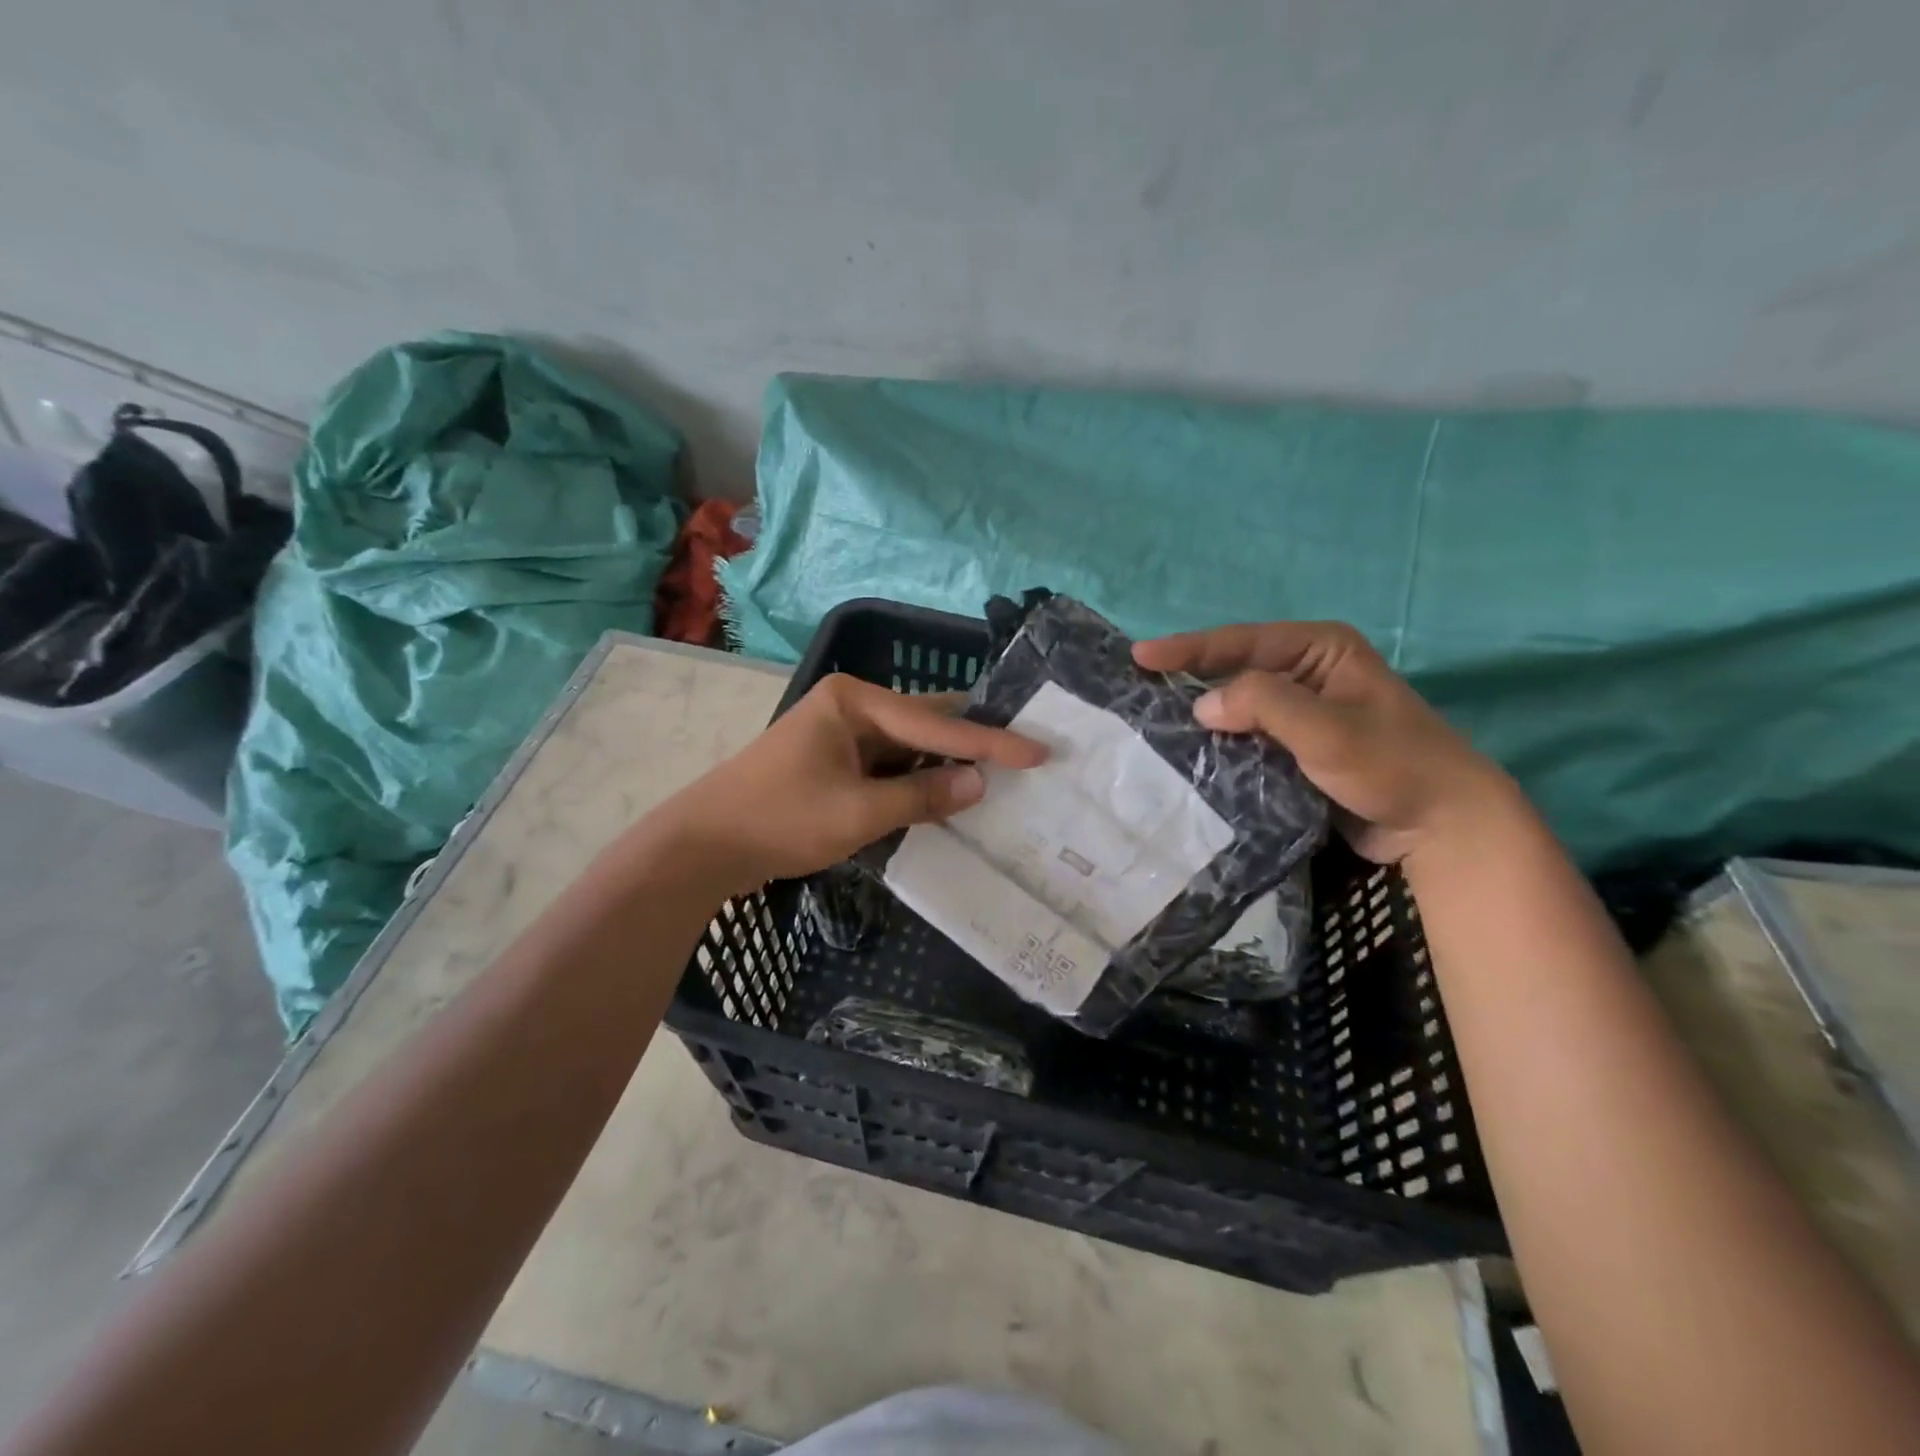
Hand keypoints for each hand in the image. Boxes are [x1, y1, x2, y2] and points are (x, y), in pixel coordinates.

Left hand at [660, 674, 1046, 893]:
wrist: (703, 845)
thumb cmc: (780, 820)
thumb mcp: (859, 812)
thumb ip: (922, 795)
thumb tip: (980, 783)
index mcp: (854, 701)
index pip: (936, 722)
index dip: (990, 742)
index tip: (1039, 751)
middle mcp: (850, 706)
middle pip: (924, 722)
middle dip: (972, 740)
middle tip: (1026, 749)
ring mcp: (839, 733)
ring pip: (908, 745)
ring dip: (945, 762)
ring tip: (1000, 772)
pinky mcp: (833, 762)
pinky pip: (888, 765)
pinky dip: (917, 780)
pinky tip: (948, 792)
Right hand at [1134, 622, 1516, 864]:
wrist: (1440, 825)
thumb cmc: (1392, 764)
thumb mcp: (1327, 728)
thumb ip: (1264, 705)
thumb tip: (1201, 704)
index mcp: (1320, 649)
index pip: (1242, 642)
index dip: (1188, 648)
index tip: (1139, 656)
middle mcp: (1308, 672)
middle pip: (1235, 669)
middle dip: (1189, 678)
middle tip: (1137, 687)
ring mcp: (1303, 711)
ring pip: (1238, 704)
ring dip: (1202, 713)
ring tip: (1150, 718)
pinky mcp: (1297, 746)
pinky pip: (1248, 735)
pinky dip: (1220, 741)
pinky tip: (1189, 750)